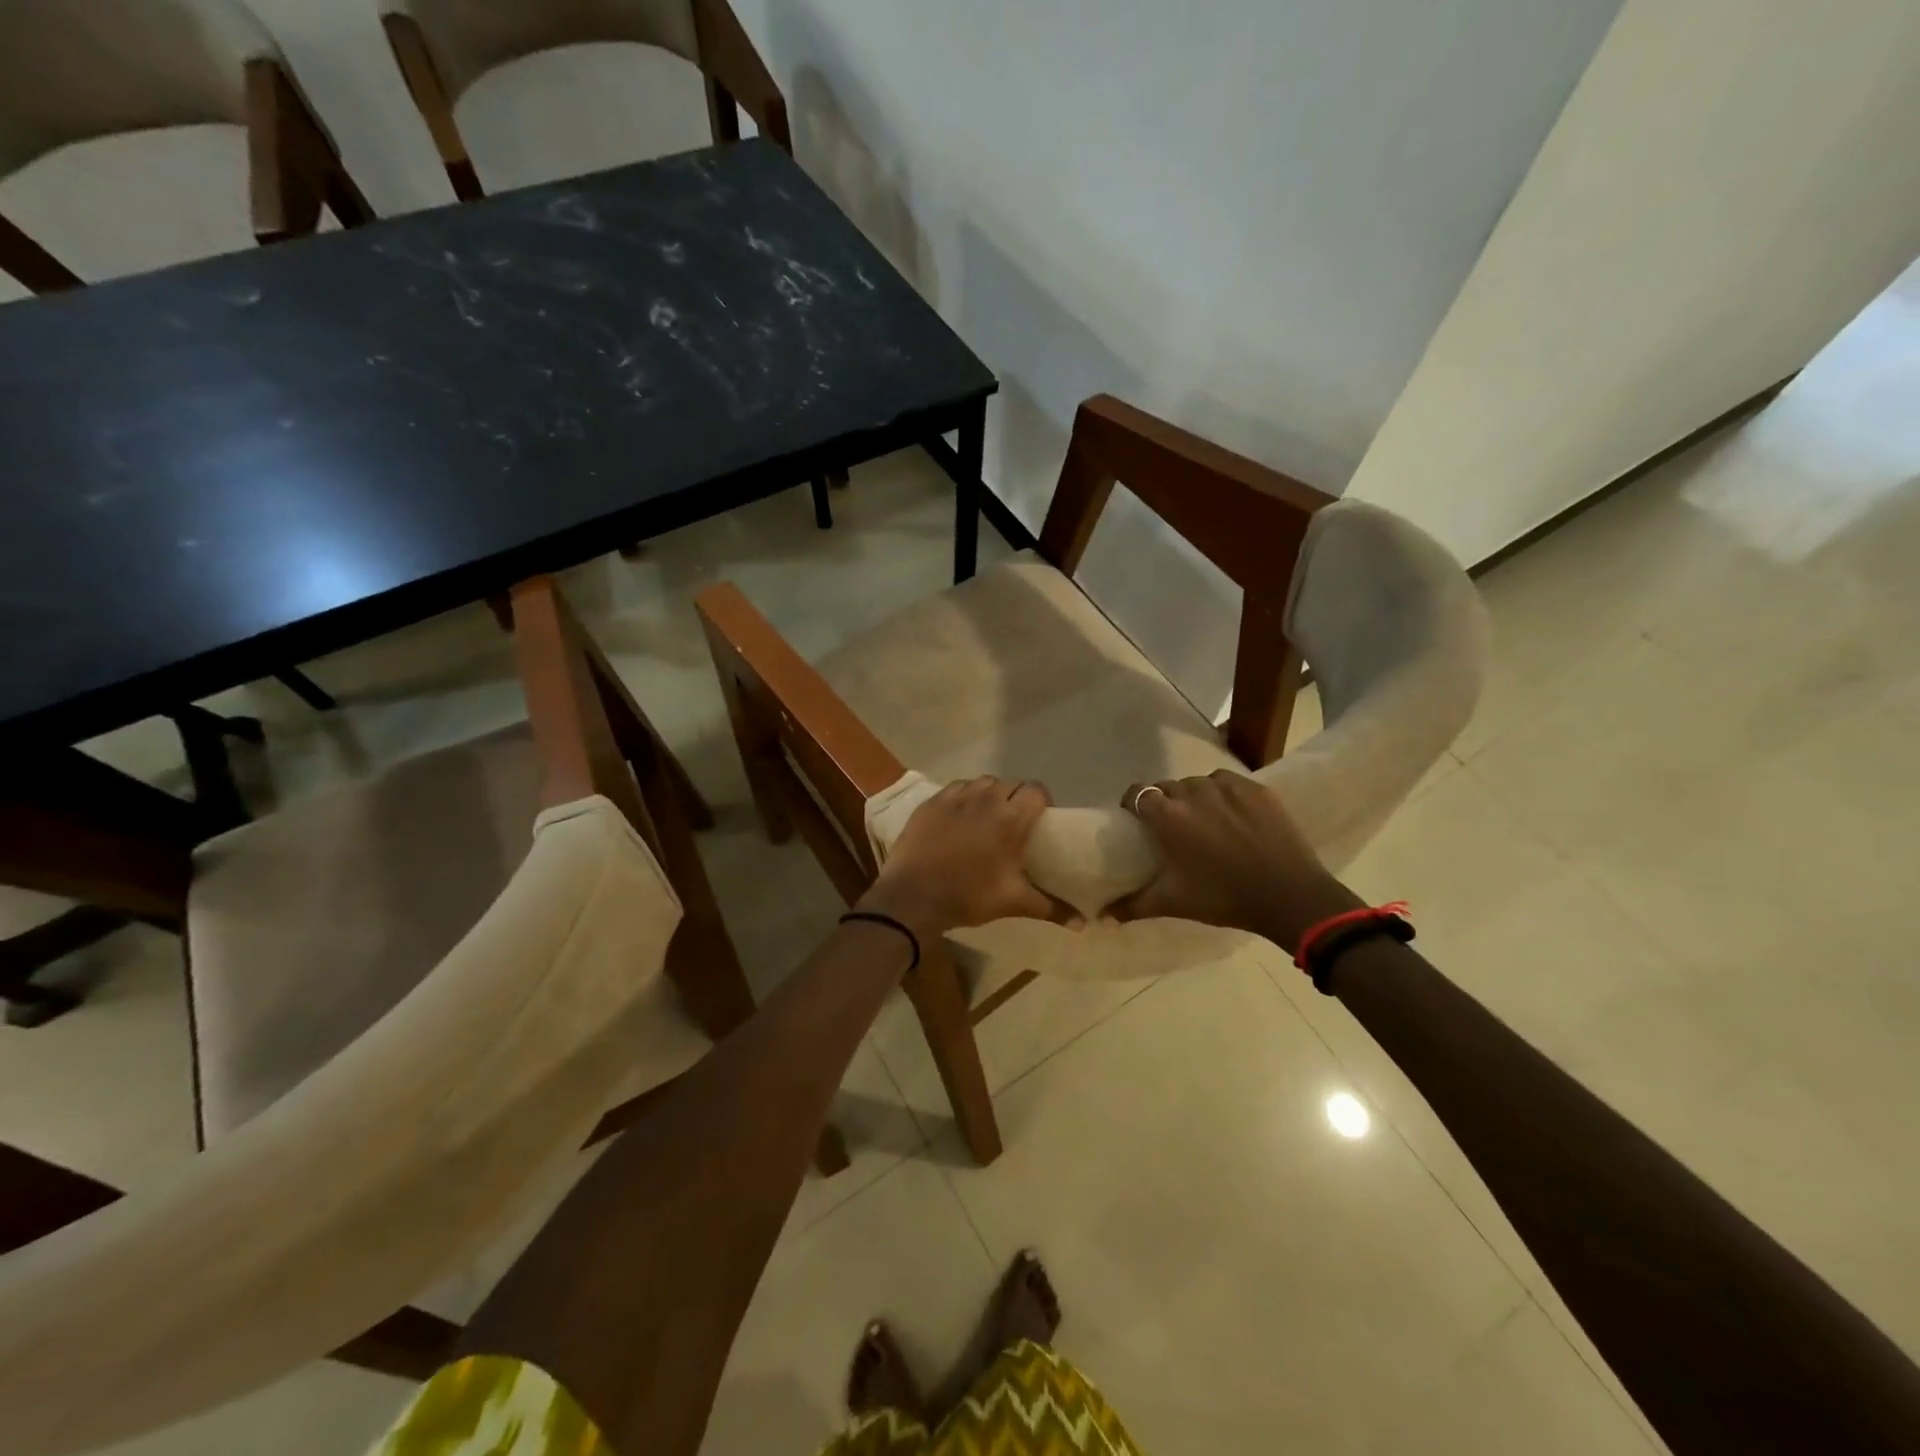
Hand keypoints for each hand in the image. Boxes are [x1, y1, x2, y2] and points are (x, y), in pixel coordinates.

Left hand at [855, 777, 1074, 940]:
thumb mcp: (1014, 902)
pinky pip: (957, 788)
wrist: (913, 896)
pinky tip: (959, 818)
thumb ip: (1052, 908)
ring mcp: (956, 797)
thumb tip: (1085, 925)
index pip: (1036, 791)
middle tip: (1013, 824)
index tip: (1038, 821)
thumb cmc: (969, 896)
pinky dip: (964, 797)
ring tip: (986, 818)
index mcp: (1011, 818)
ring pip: (983, 783)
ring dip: (990, 795)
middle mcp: (986, 798)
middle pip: (1011, 785)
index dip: (1040, 802)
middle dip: (1016, 799)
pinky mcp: (933, 801)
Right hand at [1108, 770, 1360, 953]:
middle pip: (1168, 787)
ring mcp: (1227, 786)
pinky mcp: (1256, 788)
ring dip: (1195, 797)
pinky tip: (1233, 816)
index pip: (1137, 793)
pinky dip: (1224, 795)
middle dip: (1165, 803)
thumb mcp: (1174, 903)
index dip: (1134, 803)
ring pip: (1198, 783)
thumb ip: (1134, 905)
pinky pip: (1228, 783)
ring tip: (1205, 820)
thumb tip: (1102, 916)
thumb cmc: (1223, 898)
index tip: (1137, 819)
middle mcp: (1192, 792)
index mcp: (1167, 816)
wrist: (1289, 896)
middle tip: (1173, 827)